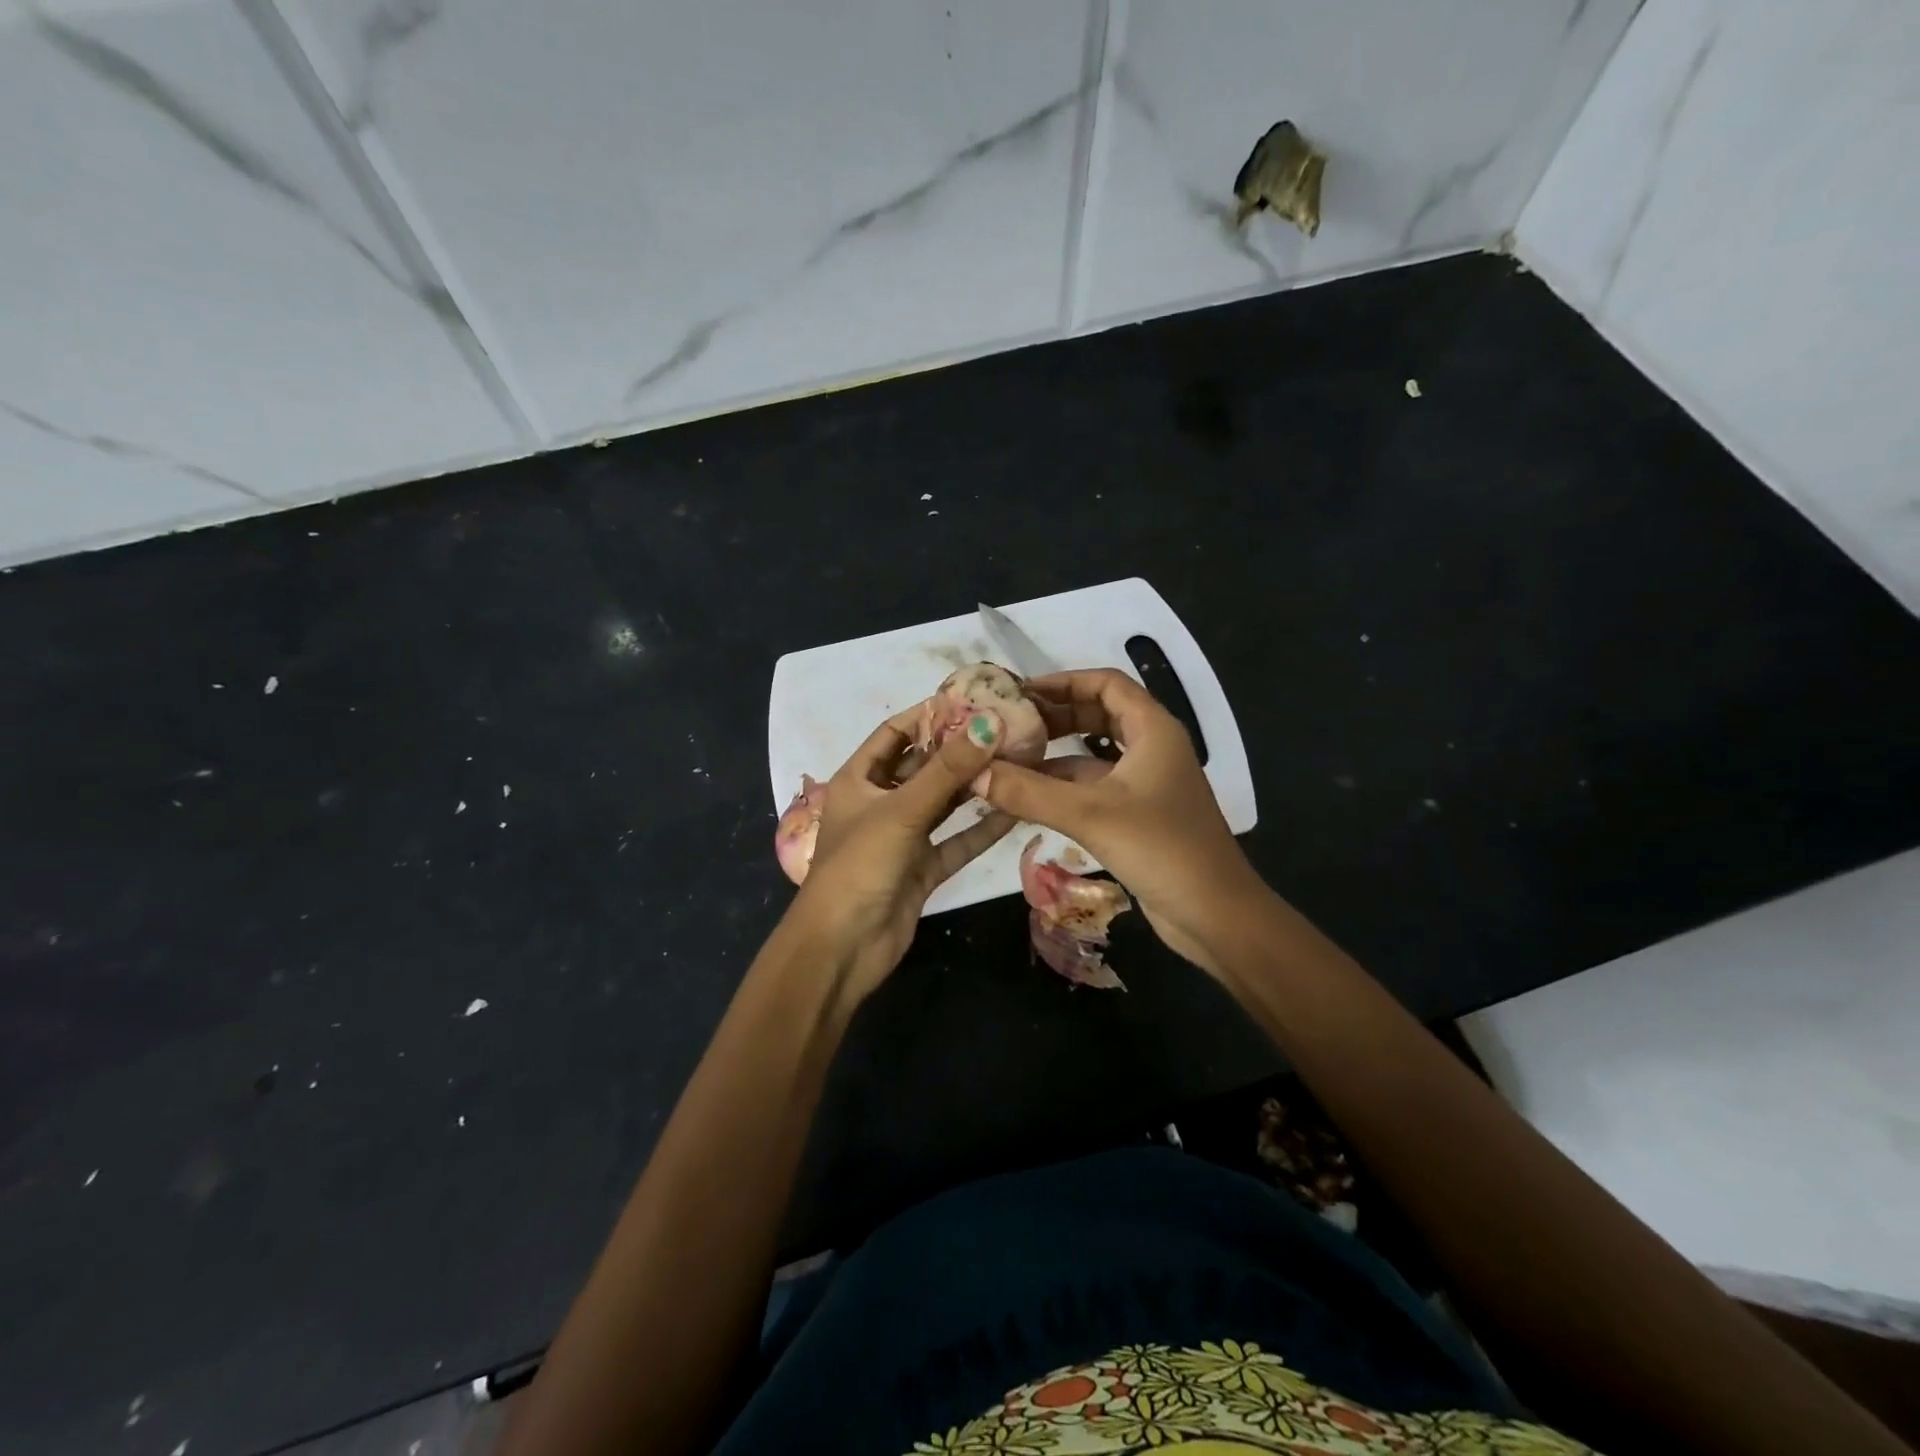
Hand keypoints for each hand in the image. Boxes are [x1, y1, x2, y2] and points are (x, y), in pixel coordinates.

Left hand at [787, 706, 1016, 1004]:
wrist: (843, 947)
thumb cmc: (860, 865)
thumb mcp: (902, 810)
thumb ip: (947, 769)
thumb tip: (990, 722)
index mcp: (858, 780)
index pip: (893, 734)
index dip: (926, 715)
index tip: (970, 701)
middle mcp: (880, 803)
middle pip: (922, 767)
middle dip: (959, 750)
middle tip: (1006, 729)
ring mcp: (902, 838)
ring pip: (943, 804)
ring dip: (974, 787)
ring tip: (1017, 761)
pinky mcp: (922, 869)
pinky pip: (956, 841)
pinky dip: (981, 829)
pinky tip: (1014, 810)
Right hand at [978, 669, 1264, 977]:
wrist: (1216, 915)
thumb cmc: (1161, 849)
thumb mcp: (1089, 814)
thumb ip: (1028, 792)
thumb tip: (974, 773)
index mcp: (1153, 730)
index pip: (1105, 684)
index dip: (1063, 682)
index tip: (1020, 693)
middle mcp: (1153, 748)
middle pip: (1099, 715)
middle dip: (1055, 717)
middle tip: (1008, 726)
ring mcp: (1148, 784)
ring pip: (1095, 755)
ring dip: (1056, 756)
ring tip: (1008, 760)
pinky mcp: (1140, 816)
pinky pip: (1096, 788)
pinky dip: (1064, 788)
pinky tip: (1028, 799)